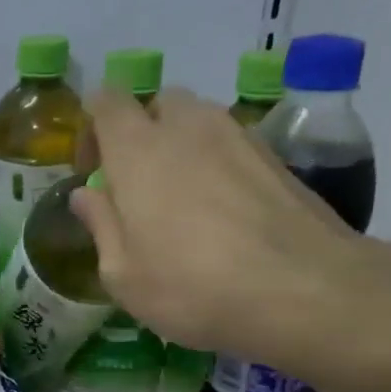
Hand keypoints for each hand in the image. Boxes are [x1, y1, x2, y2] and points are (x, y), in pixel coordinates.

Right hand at [70, 87, 382, 376]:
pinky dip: (220, 166)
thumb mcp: (123, 275)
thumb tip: (87, 194)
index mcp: (138, 150)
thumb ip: (101, 225)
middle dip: (143, 133)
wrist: (303, 291)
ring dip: (183, 148)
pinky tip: (226, 214)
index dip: (93, 128)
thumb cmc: (192, 287)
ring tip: (185, 202)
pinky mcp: (276, 158)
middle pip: (158, 104)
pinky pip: (233, 145)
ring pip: (200, 122)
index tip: (95, 171)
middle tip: (140, 186)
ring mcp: (239, 137)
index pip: (107, 100)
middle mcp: (188, 128)